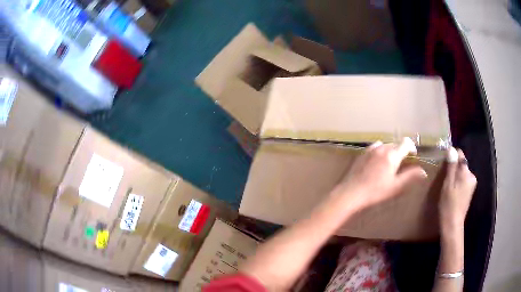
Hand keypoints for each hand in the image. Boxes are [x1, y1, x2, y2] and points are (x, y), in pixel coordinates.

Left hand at [330, 137, 427, 209]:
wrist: (351, 192)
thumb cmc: (376, 191)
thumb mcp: (396, 186)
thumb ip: (410, 176)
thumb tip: (423, 172)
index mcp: (392, 154)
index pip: (406, 142)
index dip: (412, 147)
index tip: (414, 156)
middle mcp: (382, 148)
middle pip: (396, 144)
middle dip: (402, 151)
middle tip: (403, 163)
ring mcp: (371, 149)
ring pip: (386, 144)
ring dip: (391, 150)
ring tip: (391, 163)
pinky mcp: (363, 153)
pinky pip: (375, 147)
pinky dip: (381, 151)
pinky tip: (378, 161)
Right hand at [439, 148, 476, 235]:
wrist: (452, 225)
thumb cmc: (449, 205)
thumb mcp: (448, 185)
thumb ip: (451, 167)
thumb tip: (452, 149)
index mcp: (467, 173)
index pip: (460, 155)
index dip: (452, 157)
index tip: (444, 165)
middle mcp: (472, 176)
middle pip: (462, 164)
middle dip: (454, 168)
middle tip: (444, 179)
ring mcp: (472, 184)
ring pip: (462, 173)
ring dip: (455, 176)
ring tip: (447, 186)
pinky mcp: (470, 191)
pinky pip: (463, 180)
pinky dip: (457, 183)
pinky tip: (452, 192)